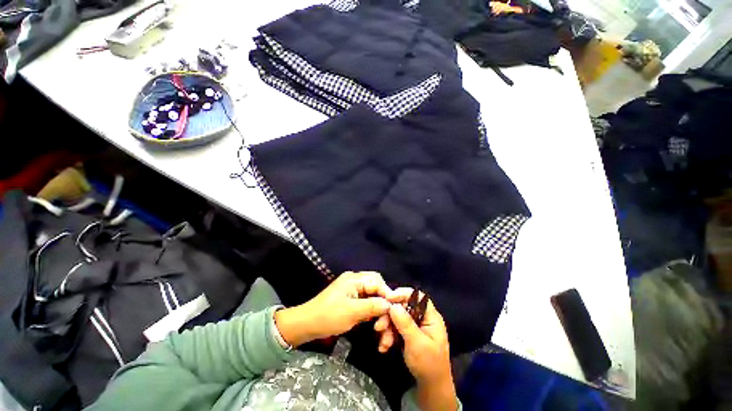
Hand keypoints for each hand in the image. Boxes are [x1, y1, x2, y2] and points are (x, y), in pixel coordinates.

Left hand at [274, 272, 391, 346]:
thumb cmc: (328, 316)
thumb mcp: (352, 312)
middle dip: (384, 303)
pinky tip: (375, 324)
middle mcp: (355, 281)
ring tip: (380, 328)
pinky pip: (367, 303)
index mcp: (354, 279)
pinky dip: (373, 313)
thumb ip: (373, 306)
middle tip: (387, 319)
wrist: (307, 325)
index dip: (388, 294)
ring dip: (379, 310)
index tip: (397, 309)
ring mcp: (354, 290)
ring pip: (373, 297)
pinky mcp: (352, 300)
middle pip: (377, 287)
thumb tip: (390, 305)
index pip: (377, 282)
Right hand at [388, 288, 457, 410]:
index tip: (389, 299)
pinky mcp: (407, 333)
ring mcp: (414, 325)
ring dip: (387, 328)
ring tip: (383, 342)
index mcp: (430, 316)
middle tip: (379, 326)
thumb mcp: (417, 344)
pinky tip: (384, 346)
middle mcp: (422, 317)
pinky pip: (395, 327)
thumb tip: (393, 305)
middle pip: (403, 306)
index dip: (403, 294)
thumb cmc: (429, 364)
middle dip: (390, 316)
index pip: (417, 296)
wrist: (431, 387)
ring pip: (397, 317)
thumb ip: (405, 323)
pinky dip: (388, 335)